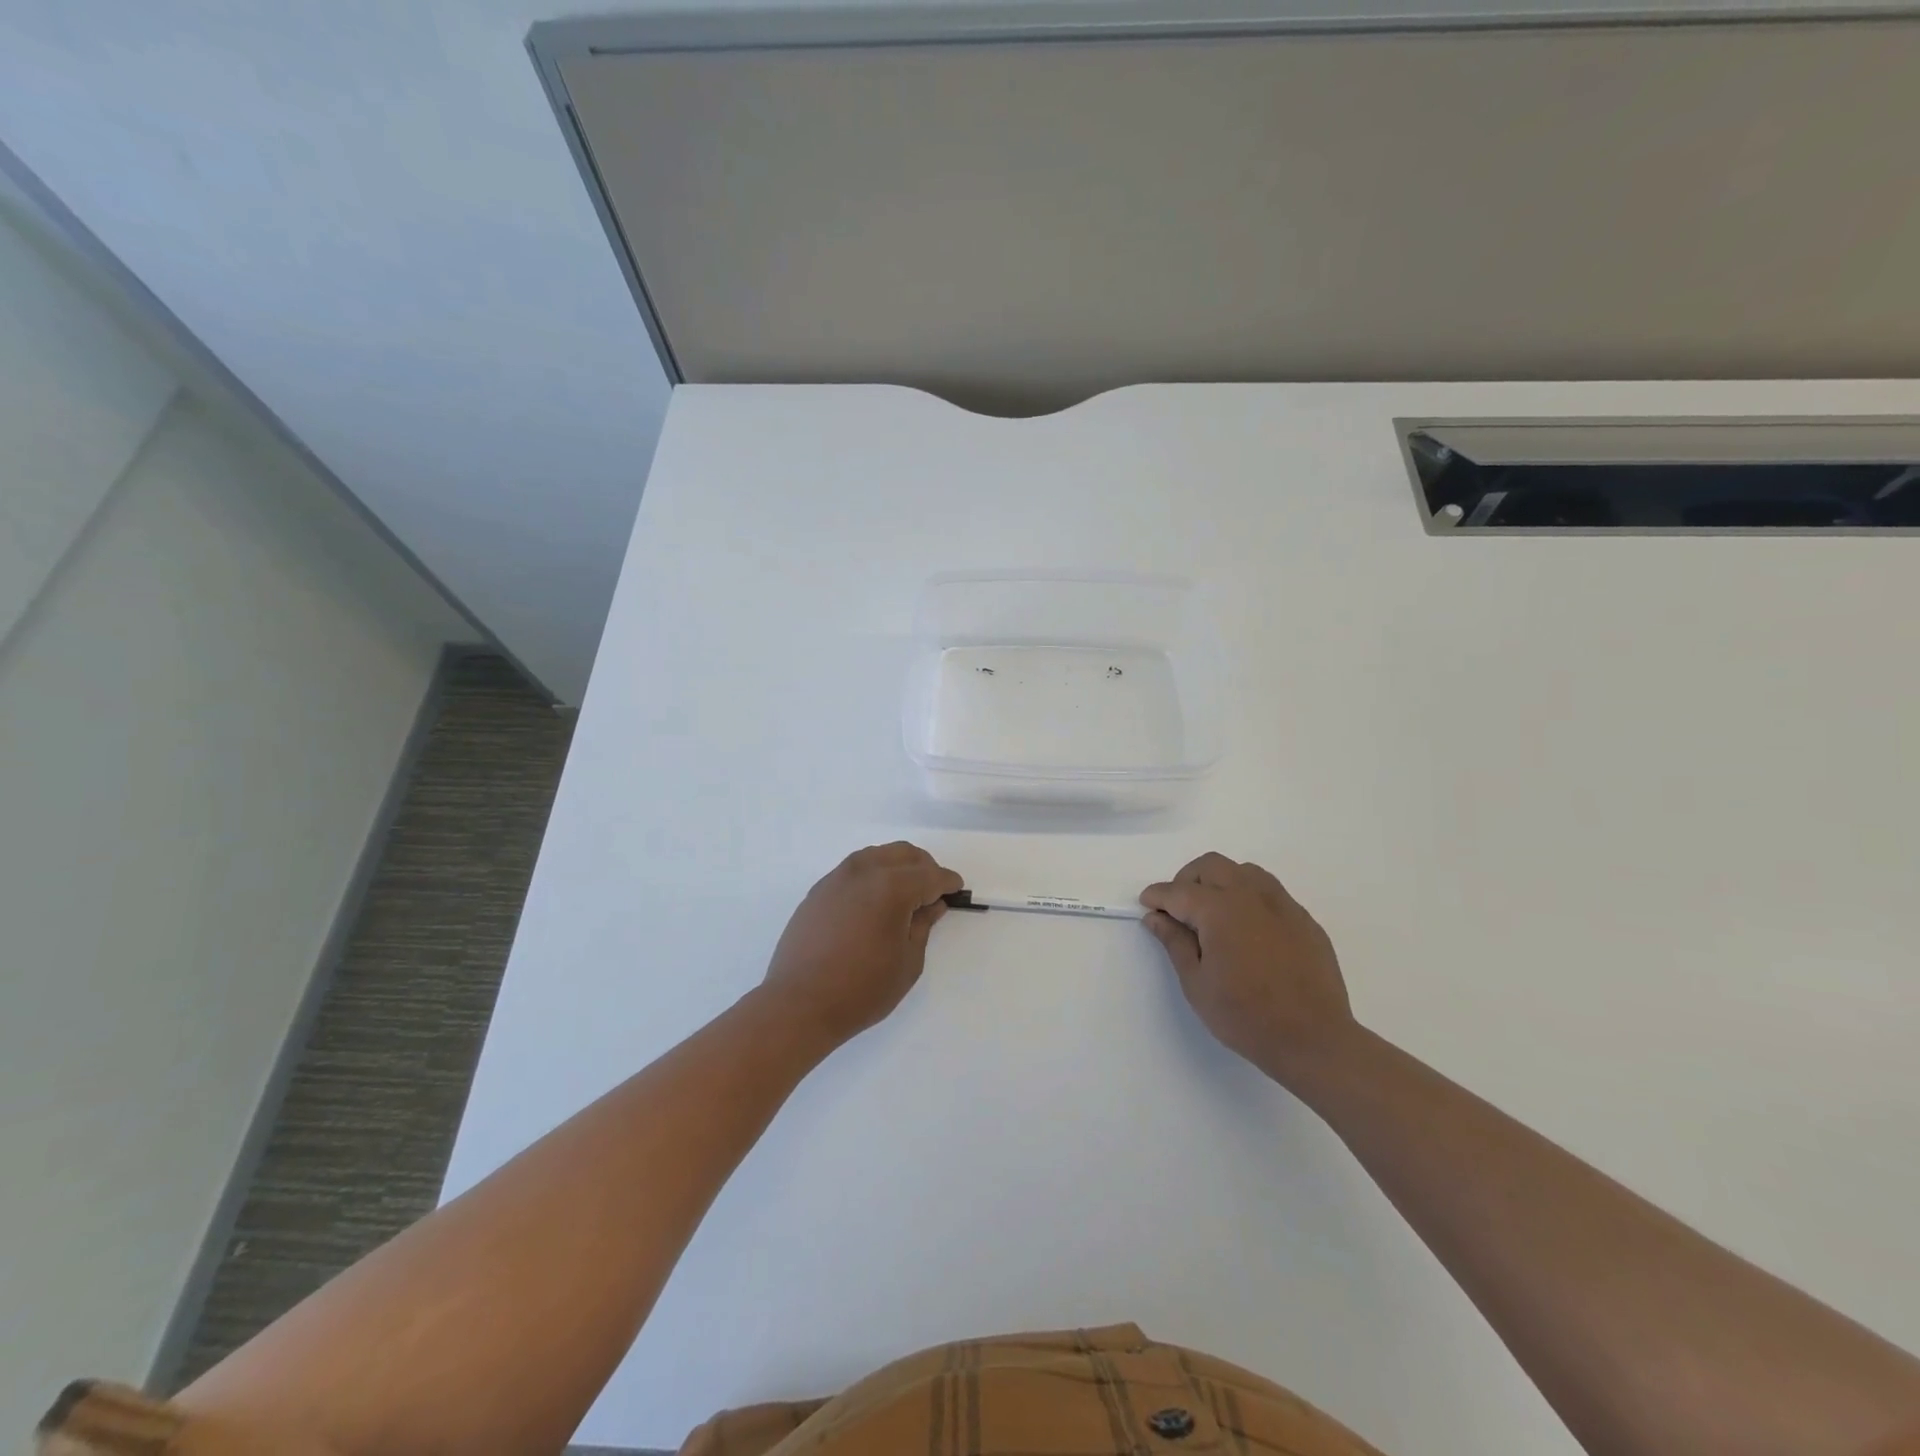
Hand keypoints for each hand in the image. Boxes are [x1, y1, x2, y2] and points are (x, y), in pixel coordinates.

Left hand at [759, 842, 963, 1049]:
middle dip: (925, 868)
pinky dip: (873, 876)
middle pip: (904, 854)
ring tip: (905, 895)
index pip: (930, 875)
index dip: (948, 882)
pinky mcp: (819, 890)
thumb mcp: (908, 962)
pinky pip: (854, 870)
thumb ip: (923, 925)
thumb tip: (931, 905)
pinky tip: (875, 902)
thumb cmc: (862, 989)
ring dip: (897, 867)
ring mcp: (837, 878)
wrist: (799, 1004)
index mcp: (892, 887)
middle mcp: (864, 871)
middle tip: (934, 892)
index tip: (957, 891)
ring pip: (877, 856)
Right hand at [1140, 853, 1356, 1085]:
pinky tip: (1247, 930)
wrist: (1314, 1040)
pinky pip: (1271, 892)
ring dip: (1220, 882)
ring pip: (1244, 871)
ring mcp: (1283, 905)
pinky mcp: (1304, 920)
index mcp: (1219, 909)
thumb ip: (1174, 943)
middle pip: (1211, 866)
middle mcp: (1251, 895)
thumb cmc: (1245, 1016)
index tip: (1147, 905)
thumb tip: (1155, 918)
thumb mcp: (1197, 984)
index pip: (1178, 891)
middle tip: (1178, 910)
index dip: (1157, 897)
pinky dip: (1249, 898)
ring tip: (1213, 914)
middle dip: (1187, 880)